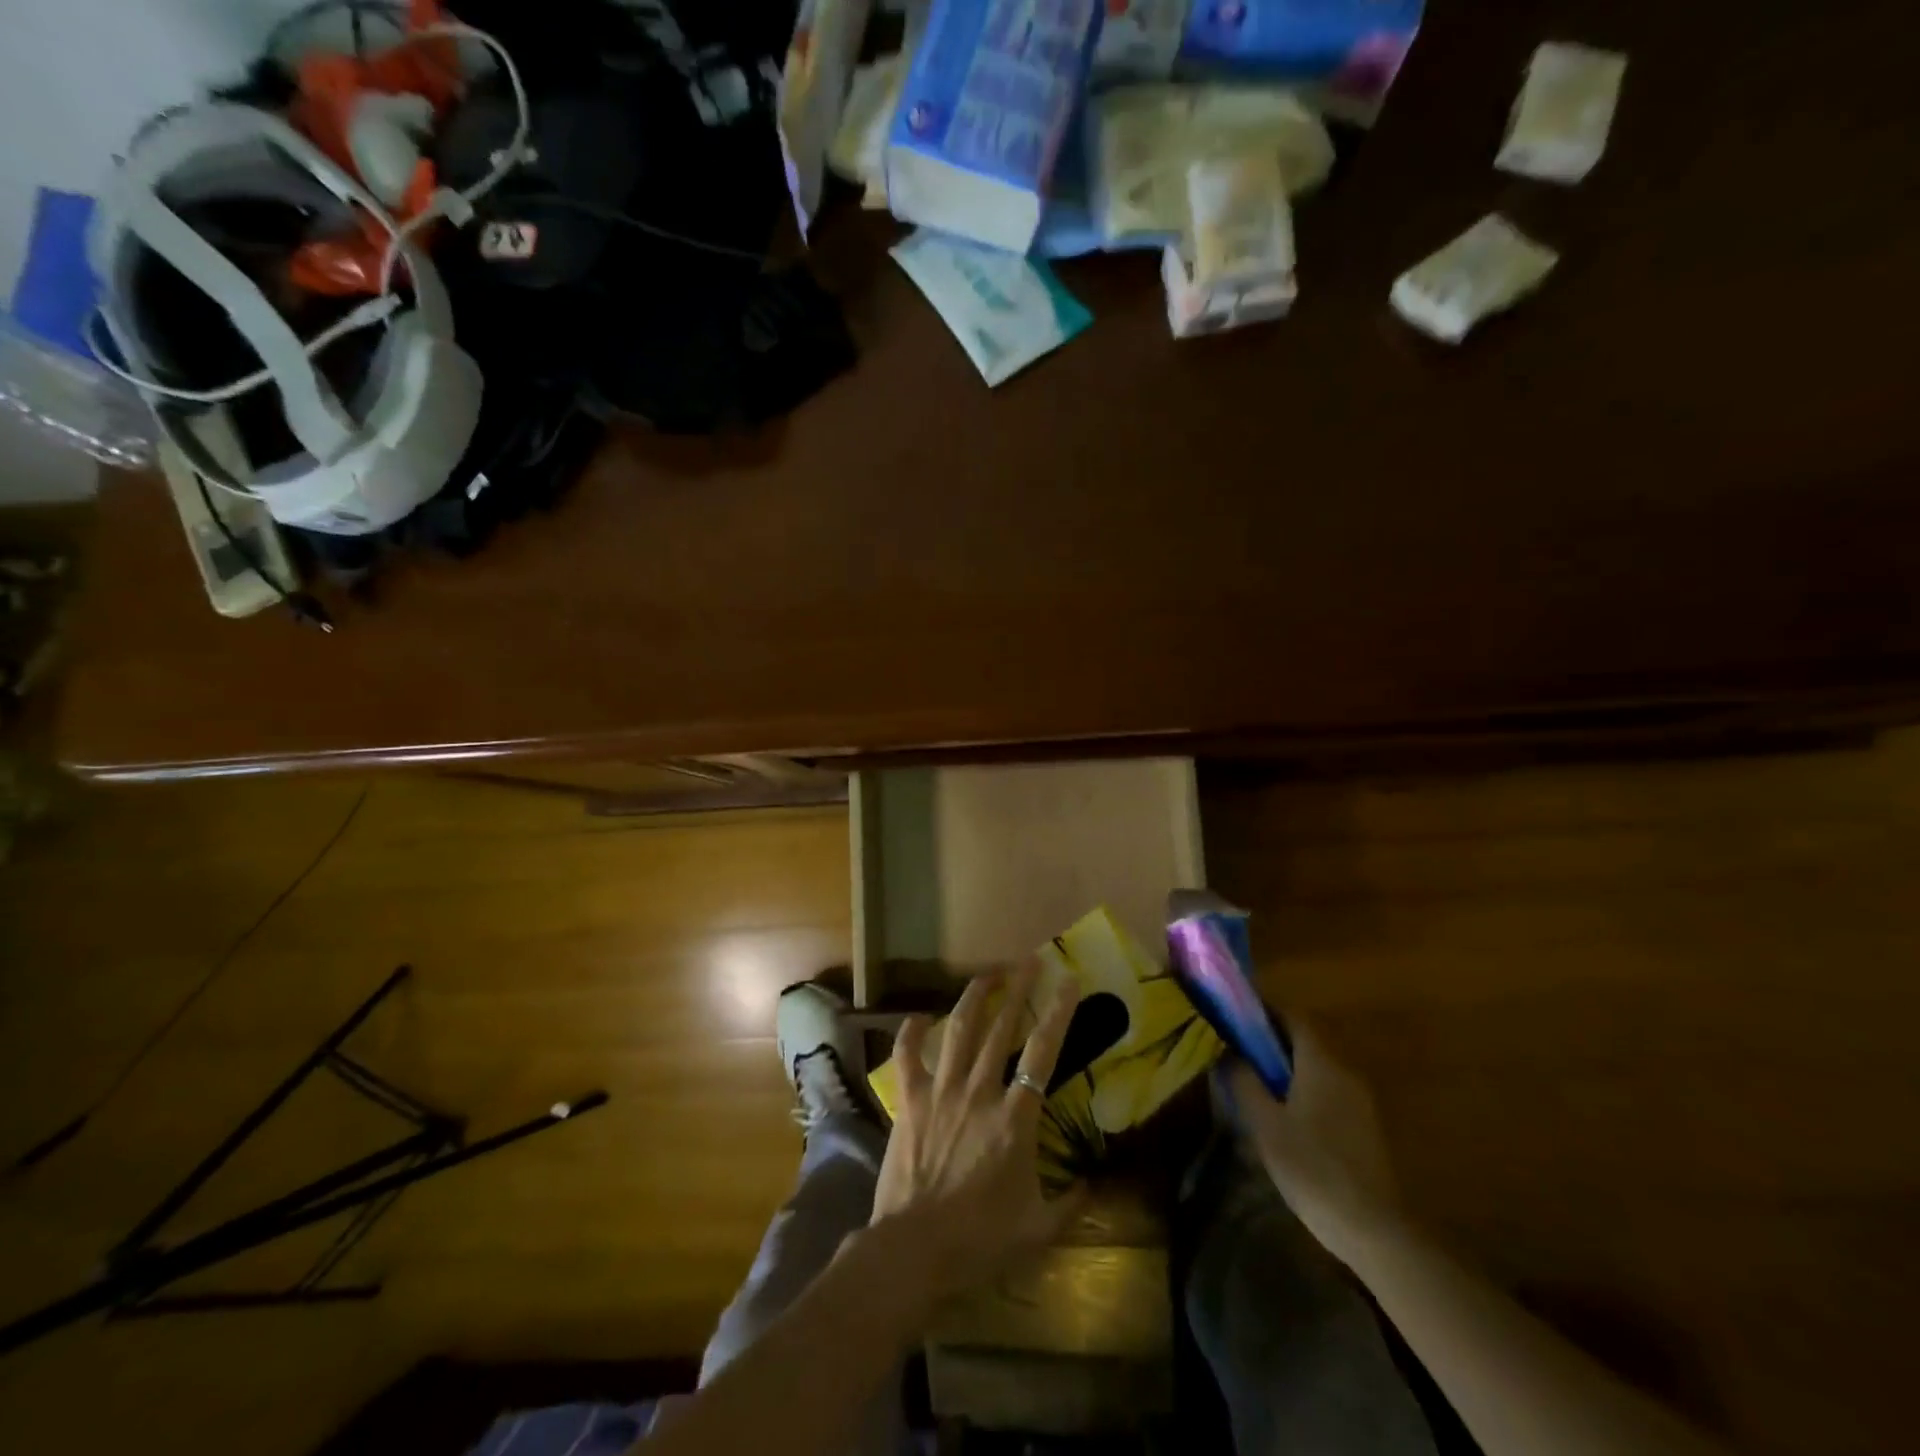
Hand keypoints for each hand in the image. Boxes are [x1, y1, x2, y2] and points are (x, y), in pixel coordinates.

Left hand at [871, 964, 1086, 1297]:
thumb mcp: (1038, 1230)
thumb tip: (1091, 1183)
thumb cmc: (980, 1241)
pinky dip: (911, 1032)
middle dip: (1017, 989)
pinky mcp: (909, 1101)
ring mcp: (940, 1091)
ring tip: (988, 973)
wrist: (914, 1250)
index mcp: (1014, 1118)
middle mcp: (979, 1092)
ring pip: (959, 1030)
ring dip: (974, 997)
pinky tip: (920, 1016)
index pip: (1042, 1053)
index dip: (1057, 1013)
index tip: (1068, 981)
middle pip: (1000, 1027)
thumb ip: (1070, 1203)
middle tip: (1029, 960)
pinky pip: (907, 1056)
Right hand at [1229, 1018, 1399, 1249]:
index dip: (1264, 1009)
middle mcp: (1345, 1070)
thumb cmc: (1313, 1168)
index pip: (1294, 1015)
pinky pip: (1327, 1086)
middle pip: (1306, 1037)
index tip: (1235, 1014)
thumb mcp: (1265, 1124)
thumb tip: (1229, 1053)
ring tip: (1253, 1078)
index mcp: (1322, 1061)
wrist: (1374, 1229)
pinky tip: (1282, 1111)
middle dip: (1271, 1037)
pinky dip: (1302, 1084)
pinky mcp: (1363, 1123)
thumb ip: (1244, 1081)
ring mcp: (1359, 1098)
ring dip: (1286, 1062)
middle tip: (1237, 1047)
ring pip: (1317, 1063)